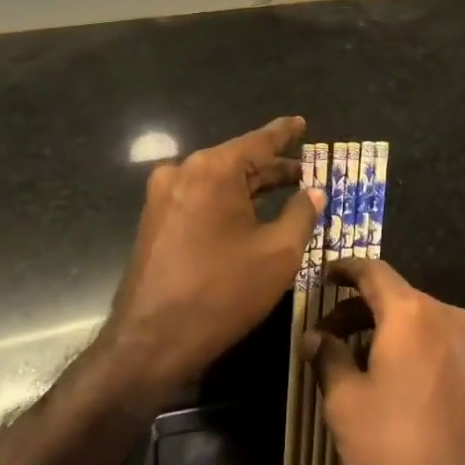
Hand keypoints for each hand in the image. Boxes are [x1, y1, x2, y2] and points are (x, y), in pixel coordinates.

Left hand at [100, 116, 325, 400]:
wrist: (150, 342)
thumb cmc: (222, 292)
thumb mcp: (278, 253)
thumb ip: (301, 214)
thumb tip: (313, 192)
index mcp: (213, 170)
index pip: (258, 141)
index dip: (284, 133)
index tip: (300, 122)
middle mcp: (183, 172)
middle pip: (237, 161)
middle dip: (272, 167)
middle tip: (305, 171)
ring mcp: (163, 197)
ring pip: (218, 181)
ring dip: (250, 187)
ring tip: (285, 191)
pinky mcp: (155, 222)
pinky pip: (200, 199)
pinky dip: (228, 202)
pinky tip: (249, 215)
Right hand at [305, 258, 464, 464]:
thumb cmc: (399, 446)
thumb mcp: (347, 404)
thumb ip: (328, 359)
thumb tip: (315, 336)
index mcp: (411, 312)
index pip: (373, 271)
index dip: (345, 269)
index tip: (323, 274)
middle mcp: (446, 315)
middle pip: (396, 296)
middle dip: (358, 309)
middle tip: (327, 335)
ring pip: (418, 322)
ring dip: (385, 331)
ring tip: (356, 362)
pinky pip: (438, 344)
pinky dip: (411, 348)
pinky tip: (394, 383)